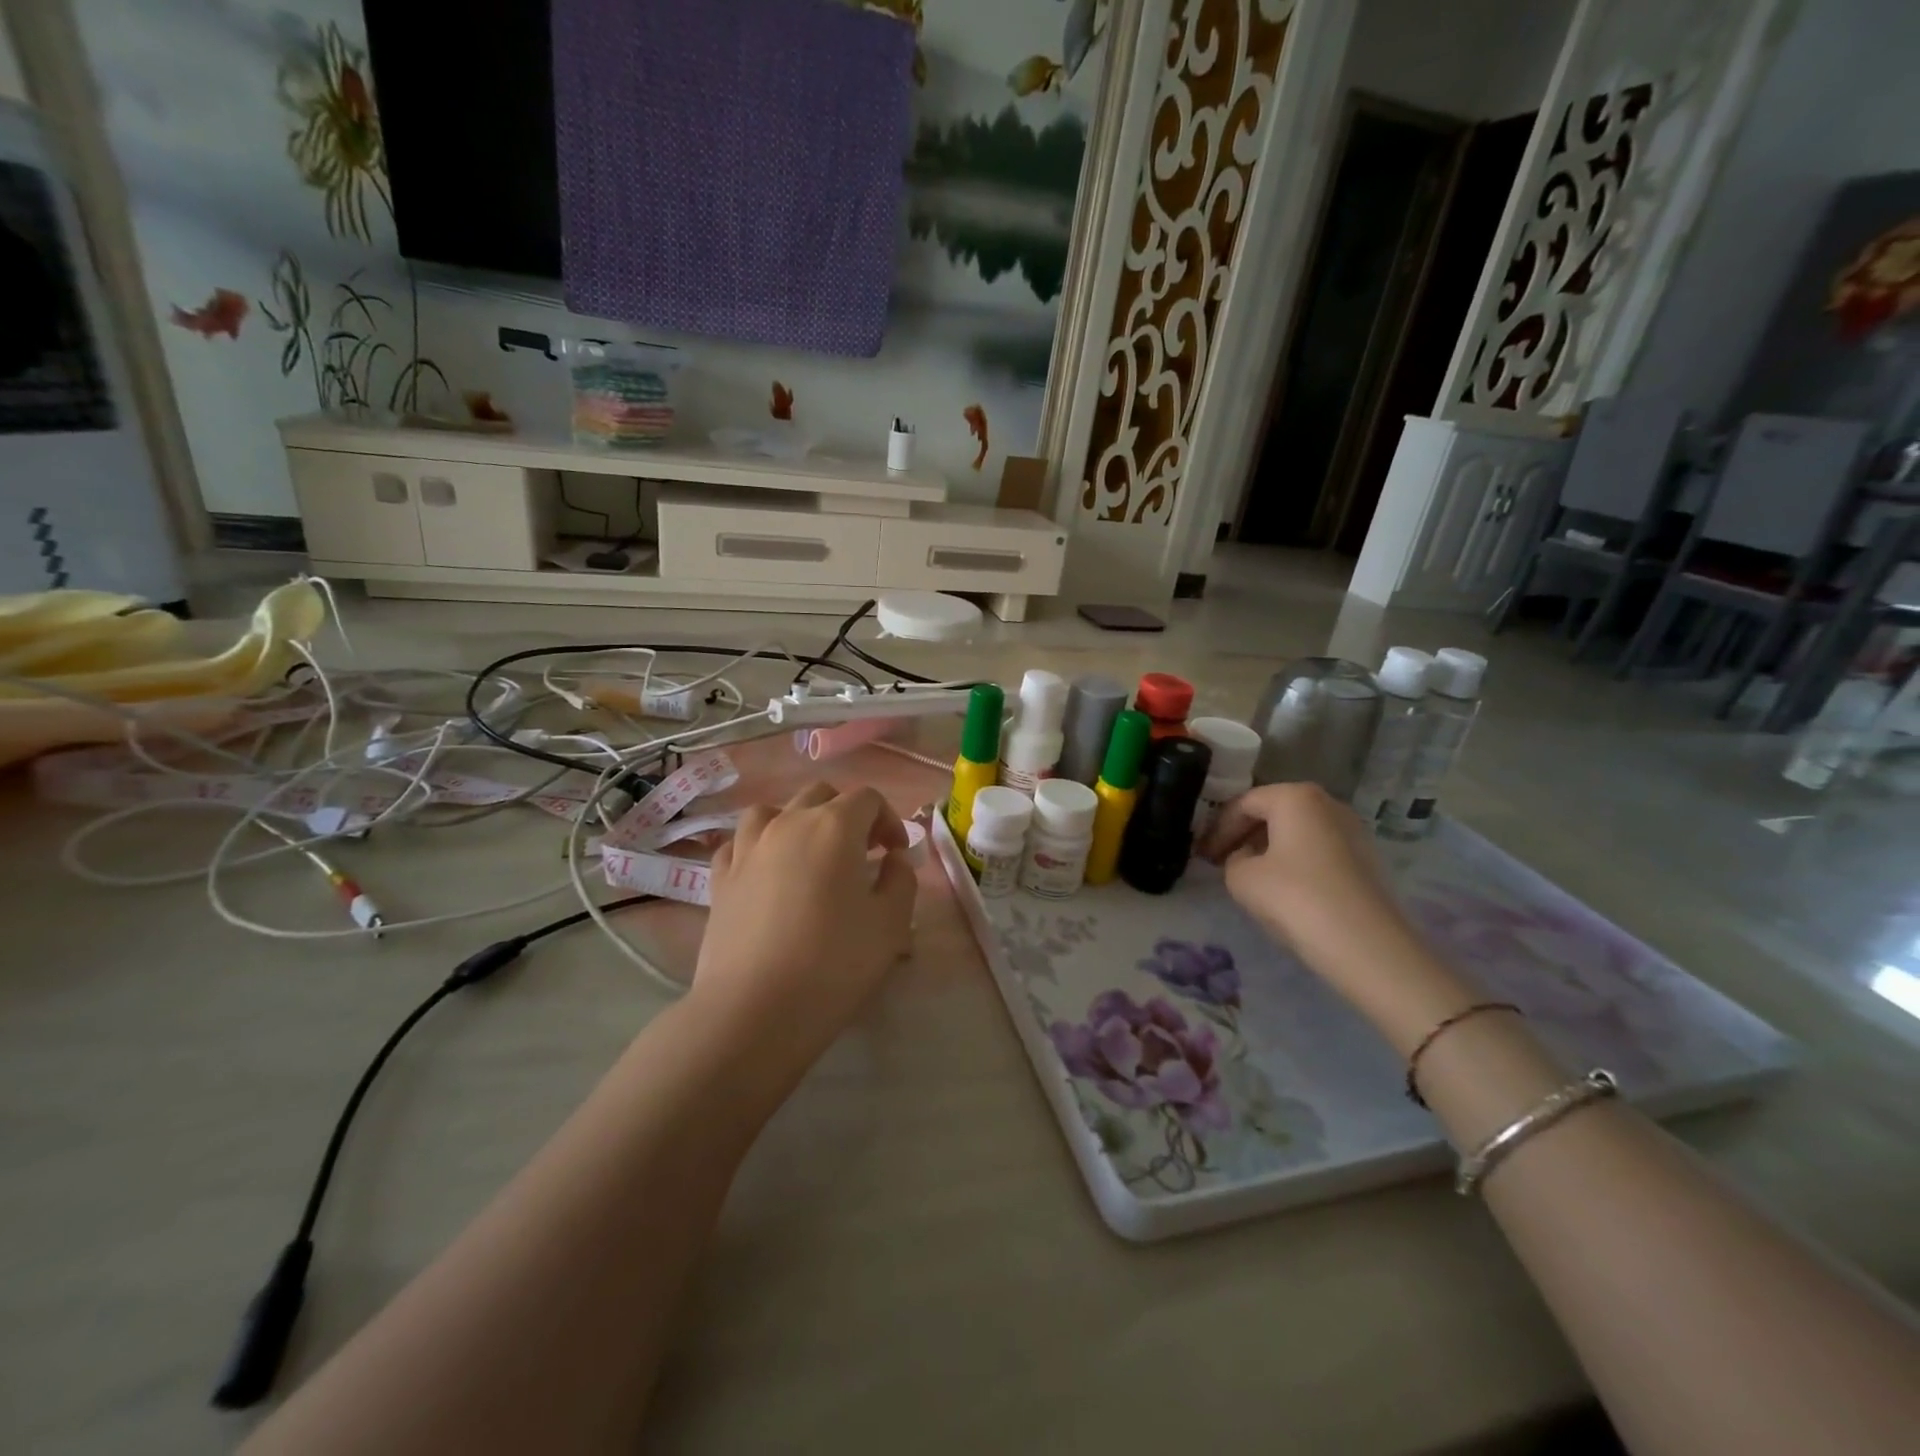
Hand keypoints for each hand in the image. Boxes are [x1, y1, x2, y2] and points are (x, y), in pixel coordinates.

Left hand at [693, 782, 916, 1070]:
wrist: (753, 1011)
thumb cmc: (833, 964)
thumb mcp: (891, 925)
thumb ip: (901, 880)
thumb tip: (892, 859)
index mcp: (834, 827)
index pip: (867, 798)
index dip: (888, 819)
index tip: (896, 853)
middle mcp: (787, 824)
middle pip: (820, 796)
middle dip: (846, 815)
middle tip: (861, 853)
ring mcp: (747, 849)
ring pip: (772, 811)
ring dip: (797, 822)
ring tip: (808, 854)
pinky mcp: (719, 879)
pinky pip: (738, 844)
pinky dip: (757, 847)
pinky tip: (766, 873)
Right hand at [1200, 783, 1446, 1024]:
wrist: (1365, 945)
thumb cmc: (1294, 898)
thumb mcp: (1241, 878)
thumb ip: (1233, 860)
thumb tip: (1246, 858)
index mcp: (1295, 797)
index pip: (1244, 804)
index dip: (1218, 829)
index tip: (1204, 856)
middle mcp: (1327, 803)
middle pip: (1274, 812)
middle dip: (1244, 835)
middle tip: (1222, 861)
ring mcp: (1352, 830)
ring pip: (1297, 831)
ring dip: (1269, 849)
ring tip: (1250, 876)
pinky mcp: (1366, 859)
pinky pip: (1318, 850)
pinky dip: (1294, 861)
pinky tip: (1283, 889)